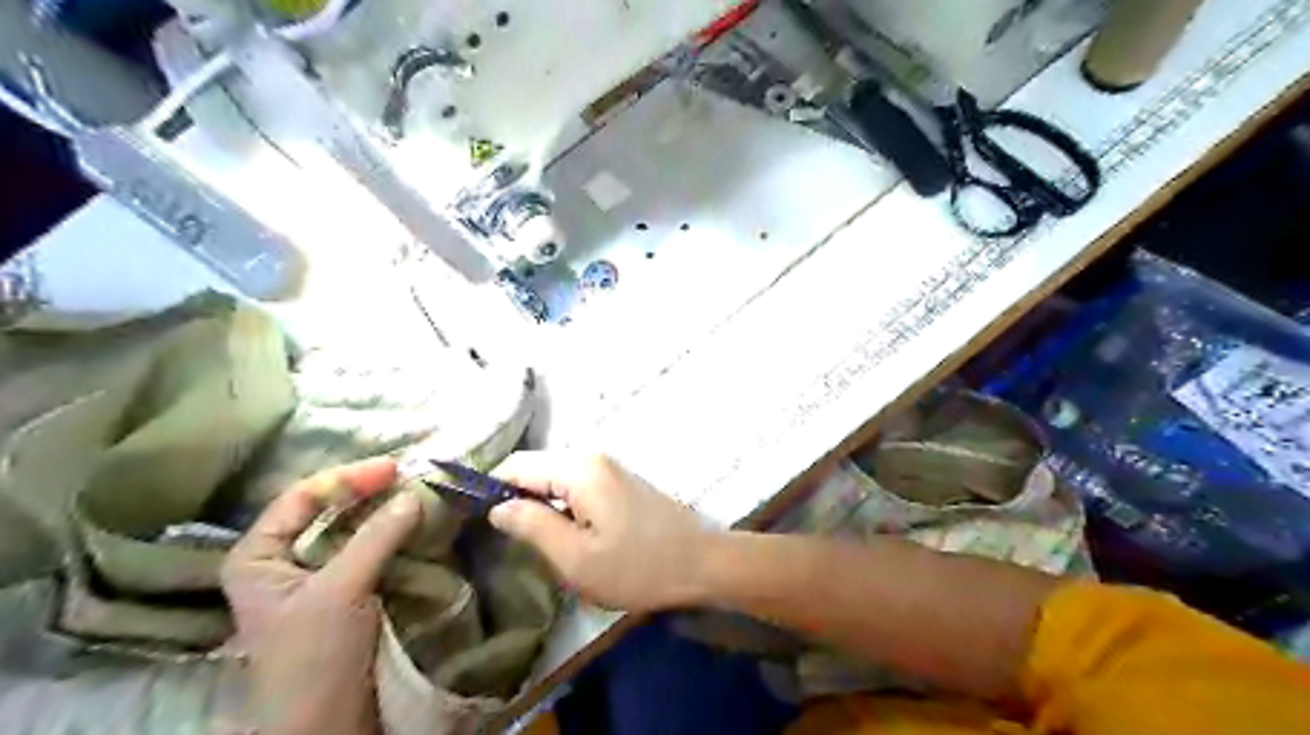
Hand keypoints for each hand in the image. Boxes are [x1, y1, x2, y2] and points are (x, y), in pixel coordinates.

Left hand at [217, 460, 423, 734]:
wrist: (326, 722)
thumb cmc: (313, 657)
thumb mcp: (340, 591)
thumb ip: (375, 538)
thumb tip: (414, 494)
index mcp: (258, 556)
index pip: (300, 498)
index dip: (346, 478)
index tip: (392, 467)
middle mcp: (283, 558)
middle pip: (326, 509)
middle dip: (367, 490)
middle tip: (408, 475)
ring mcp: (316, 574)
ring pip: (351, 527)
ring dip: (383, 509)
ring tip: (417, 491)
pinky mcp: (346, 589)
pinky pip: (369, 548)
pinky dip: (392, 532)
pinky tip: (414, 521)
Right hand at [489, 451, 715, 610]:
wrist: (700, 563)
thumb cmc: (638, 566)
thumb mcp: (576, 557)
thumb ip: (532, 526)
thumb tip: (497, 507)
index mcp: (578, 469)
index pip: (516, 465)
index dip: (489, 488)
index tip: (472, 520)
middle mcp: (592, 458)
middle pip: (536, 469)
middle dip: (516, 499)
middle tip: (508, 540)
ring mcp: (609, 468)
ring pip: (555, 479)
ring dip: (540, 505)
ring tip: (534, 542)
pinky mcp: (619, 482)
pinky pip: (575, 486)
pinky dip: (560, 506)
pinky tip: (565, 534)